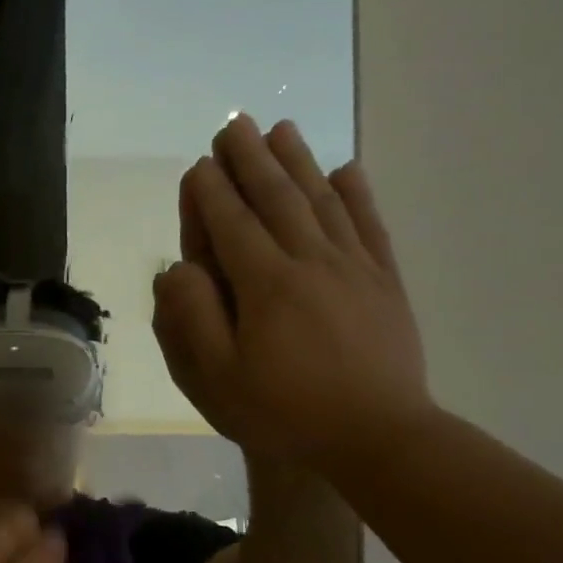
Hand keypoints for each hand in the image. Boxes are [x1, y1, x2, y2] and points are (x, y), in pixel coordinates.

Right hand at [151, 113, 432, 467]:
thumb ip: (191, 318)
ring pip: (322, 200)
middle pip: (276, 197)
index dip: (211, 191)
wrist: (378, 437)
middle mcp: (310, 261)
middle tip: (234, 124)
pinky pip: (369, 225)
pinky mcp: (385, 282)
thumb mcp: (217, 377)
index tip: (198, 164)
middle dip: (250, 158)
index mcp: (265, 284)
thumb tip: (177, 268)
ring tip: (282, 128)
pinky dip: (357, 193)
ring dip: (298, 161)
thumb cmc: (285, 411)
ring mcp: (354, 267)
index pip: (231, 223)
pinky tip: (347, 169)